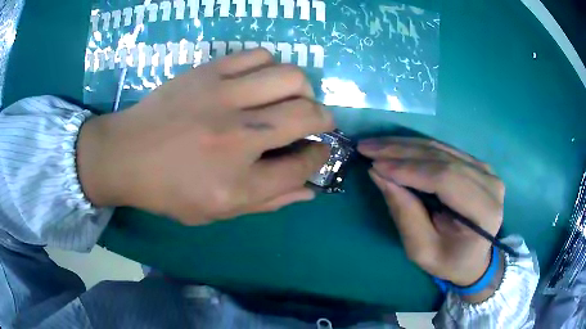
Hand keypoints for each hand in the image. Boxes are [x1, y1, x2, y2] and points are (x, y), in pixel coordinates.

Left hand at [77, 49, 333, 224]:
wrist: (124, 155)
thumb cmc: (167, 190)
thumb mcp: (216, 211)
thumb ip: (269, 201)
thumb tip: (310, 190)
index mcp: (238, 184)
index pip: (302, 166)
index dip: (319, 157)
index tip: (319, 150)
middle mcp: (238, 137)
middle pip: (308, 115)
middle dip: (324, 119)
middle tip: (315, 121)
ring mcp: (223, 97)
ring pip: (291, 77)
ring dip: (301, 89)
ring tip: (290, 98)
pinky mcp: (209, 72)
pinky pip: (259, 56)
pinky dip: (271, 66)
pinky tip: (261, 80)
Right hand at [359, 138, 504, 288]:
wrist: (474, 258)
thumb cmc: (449, 261)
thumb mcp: (422, 250)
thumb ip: (405, 213)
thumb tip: (378, 174)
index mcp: (484, 211)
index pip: (446, 179)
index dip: (409, 170)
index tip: (375, 165)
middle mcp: (490, 183)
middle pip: (443, 158)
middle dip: (401, 151)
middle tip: (367, 147)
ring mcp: (485, 170)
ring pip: (441, 149)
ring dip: (405, 145)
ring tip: (375, 144)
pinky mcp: (477, 164)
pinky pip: (444, 149)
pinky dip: (416, 147)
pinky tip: (395, 146)